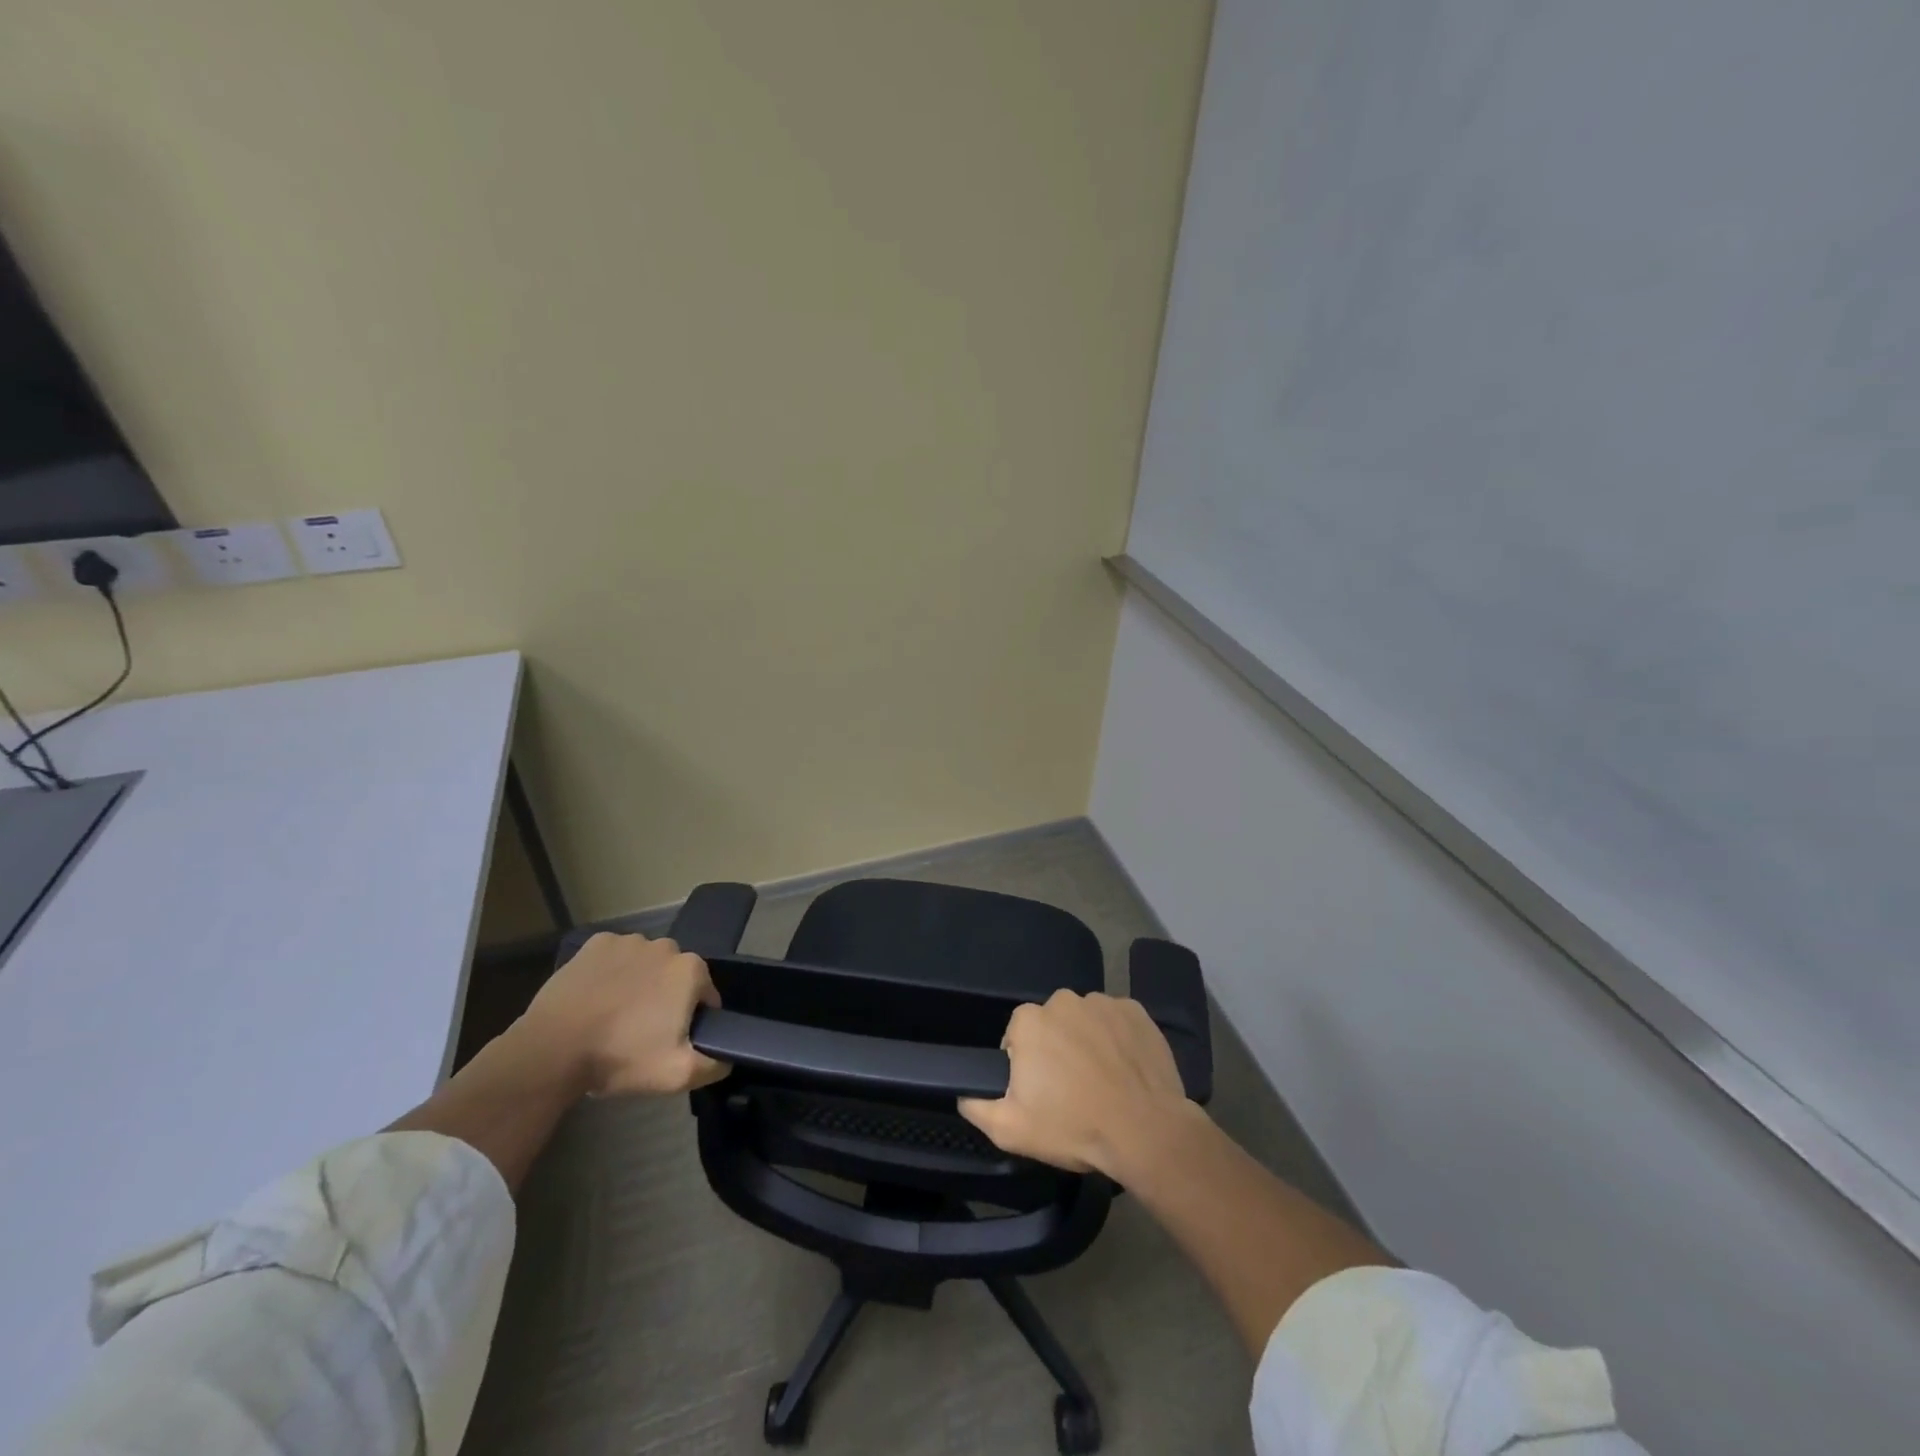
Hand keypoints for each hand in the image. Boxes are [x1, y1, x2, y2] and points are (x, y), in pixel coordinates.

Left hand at [516, 933, 728, 1096]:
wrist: (552, 1049)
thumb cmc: (620, 1057)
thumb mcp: (677, 1075)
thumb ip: (714, 1065)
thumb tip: (729, 1057)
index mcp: (690, 970)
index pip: (706, 995)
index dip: (693, 1020)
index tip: (671, 1041)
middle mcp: (665, 945)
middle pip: (675, 975)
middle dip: (666, 998)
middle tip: (643, 1032)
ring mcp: (627, 941)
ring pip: (645, 964)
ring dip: (639, 983)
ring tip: (615, 1016)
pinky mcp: (594, 944)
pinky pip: (614, 957)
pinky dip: (610, 972)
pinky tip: (596, 998)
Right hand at [958, 990, 1200, 1174]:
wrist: (1146, 1131)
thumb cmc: (1074, 1127)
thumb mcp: (1011, 1130)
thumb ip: (977, 1106)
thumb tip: (963, 1092)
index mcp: (1029, 1021)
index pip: (1017, 1036)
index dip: (1026, 1065)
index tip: (1040, 1092)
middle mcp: (1063, 1000)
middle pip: (1051, 1024)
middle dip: (1056, 1049)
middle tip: (1071, 1088)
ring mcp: (1102, 1002)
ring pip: (1084, 1020)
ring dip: (1086, 1041)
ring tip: (1102, 1080)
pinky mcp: (1135, 1011)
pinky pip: (1116, 1020)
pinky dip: (1117, 1038)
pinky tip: (1125, 1068)